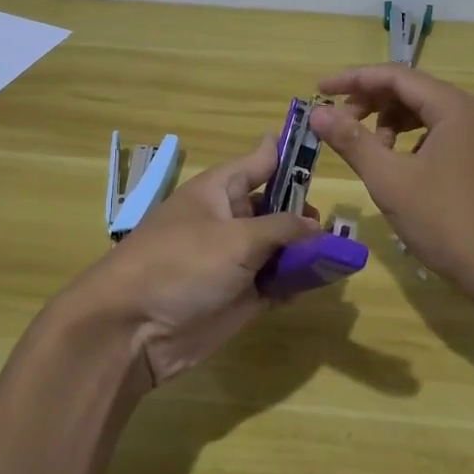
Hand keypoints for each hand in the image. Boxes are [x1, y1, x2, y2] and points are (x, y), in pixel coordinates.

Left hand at [59, 135, 315, 386]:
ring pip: (281, 246)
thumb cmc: (181, 265)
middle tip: (338, 224)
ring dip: (307, 249)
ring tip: (340, 253)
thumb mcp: (235, 238)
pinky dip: (297, 280)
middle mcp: (230, 219)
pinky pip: (277, 281)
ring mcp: (236, 259)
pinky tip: (322, 280)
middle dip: (307, 211)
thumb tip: (316, 224)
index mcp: (220, 190)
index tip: (325, 143)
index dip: (290, 152)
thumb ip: (281, 227)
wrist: (133, 329)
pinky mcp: (241, 296)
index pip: (261, 160)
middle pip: (277, 206)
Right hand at [309, 65, 473, 299]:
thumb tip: (318, 113)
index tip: (319, 90)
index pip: (395, 75)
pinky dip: (408, 142)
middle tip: (338, 126)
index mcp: (453, 107)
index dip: (353, 79)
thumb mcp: (391, 181)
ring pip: (422, 114)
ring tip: (367, 152)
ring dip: (388, 124)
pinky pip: (436, 135)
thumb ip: (352, 141)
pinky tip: (395, 167)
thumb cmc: (447, 222)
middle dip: (369, 103)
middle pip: (409, 90)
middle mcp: (469, 112)